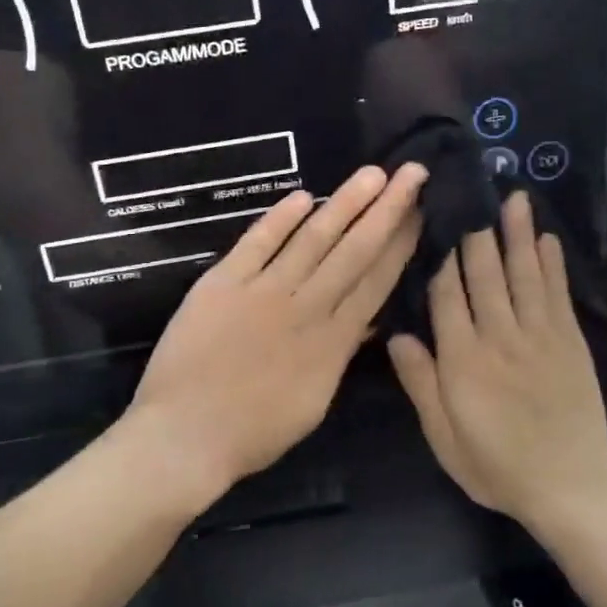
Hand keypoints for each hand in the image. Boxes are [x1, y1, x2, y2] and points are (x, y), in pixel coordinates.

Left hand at [123, 163, 426, 505]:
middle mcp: (305, 307)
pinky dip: (279, 219)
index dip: (400, 244)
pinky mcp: (223, 282)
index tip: (420, 211)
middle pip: (354, 251)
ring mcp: (263, 291)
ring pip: (313, 239)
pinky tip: (302, 196)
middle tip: (412, 172)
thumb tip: (366, 322)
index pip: (375, 281)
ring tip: (371, 174)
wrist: (186, 434)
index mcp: (332, 341)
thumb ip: (339, 355)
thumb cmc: (253, 431)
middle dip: (387, 209)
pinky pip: (257, 243)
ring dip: (344, 204)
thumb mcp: (313, 403)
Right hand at [387, 191, 606, 526]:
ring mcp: (540, 336)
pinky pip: (557, 294)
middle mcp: (500, 338)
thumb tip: (397, 335)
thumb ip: (421, 384)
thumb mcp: (443, 437)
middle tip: (472, 191)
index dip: (440, 256)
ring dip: (516, 234)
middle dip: (477, 231)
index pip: (447, 295)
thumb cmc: (496, 465)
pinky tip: (546, 238)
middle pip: (485, 274)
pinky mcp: (569, 342)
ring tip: (513, 197)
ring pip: (523, 274)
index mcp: (463, 360)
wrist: (568, 488)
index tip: (436, 222)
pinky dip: (551, 264)